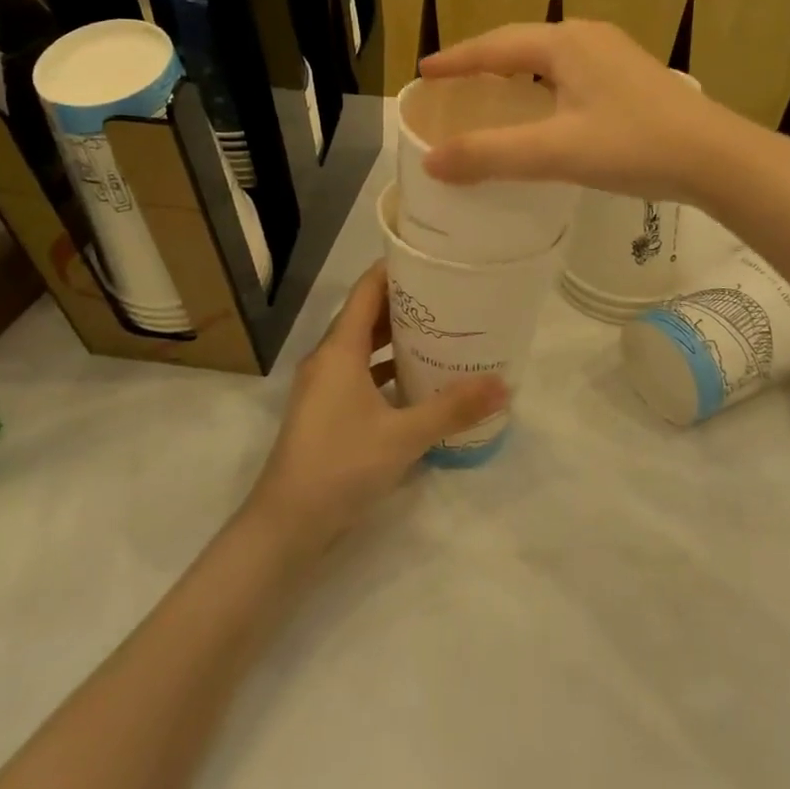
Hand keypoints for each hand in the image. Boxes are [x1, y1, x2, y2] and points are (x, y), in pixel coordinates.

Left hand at [247, 264, 506, 550]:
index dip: (396, 269)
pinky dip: (386, 368)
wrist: (285, 527)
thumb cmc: (340, 466)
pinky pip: (359, 373)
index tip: (433, 261)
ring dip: (395, 337)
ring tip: (440, 332)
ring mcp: (323, 386)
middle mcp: (328, 358)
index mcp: (340, 349)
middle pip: (367, 314)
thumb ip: (453, 409)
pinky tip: (417, 381)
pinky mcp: (326, 411)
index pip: (367, 289)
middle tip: (449, 296)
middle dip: (405, 303)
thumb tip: (504, 384)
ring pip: (363, 346)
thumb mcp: (403, 437)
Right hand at [418, 21, 745, 201]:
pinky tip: (545, 105)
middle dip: (483, 61)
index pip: (494, 46)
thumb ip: (490, 155)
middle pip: (520, 43)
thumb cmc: (635, 146)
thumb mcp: (556, 152)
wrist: (718, 157)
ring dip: (514, 70)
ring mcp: (614, 53)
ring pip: (548, 56)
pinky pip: (570, 69)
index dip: (456, 60)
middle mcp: (588, 37)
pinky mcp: (631, 74)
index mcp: (565, 43)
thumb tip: (431, 160)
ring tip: (490, 91)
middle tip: (452, 82)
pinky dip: (542, 82)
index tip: (424, 72)